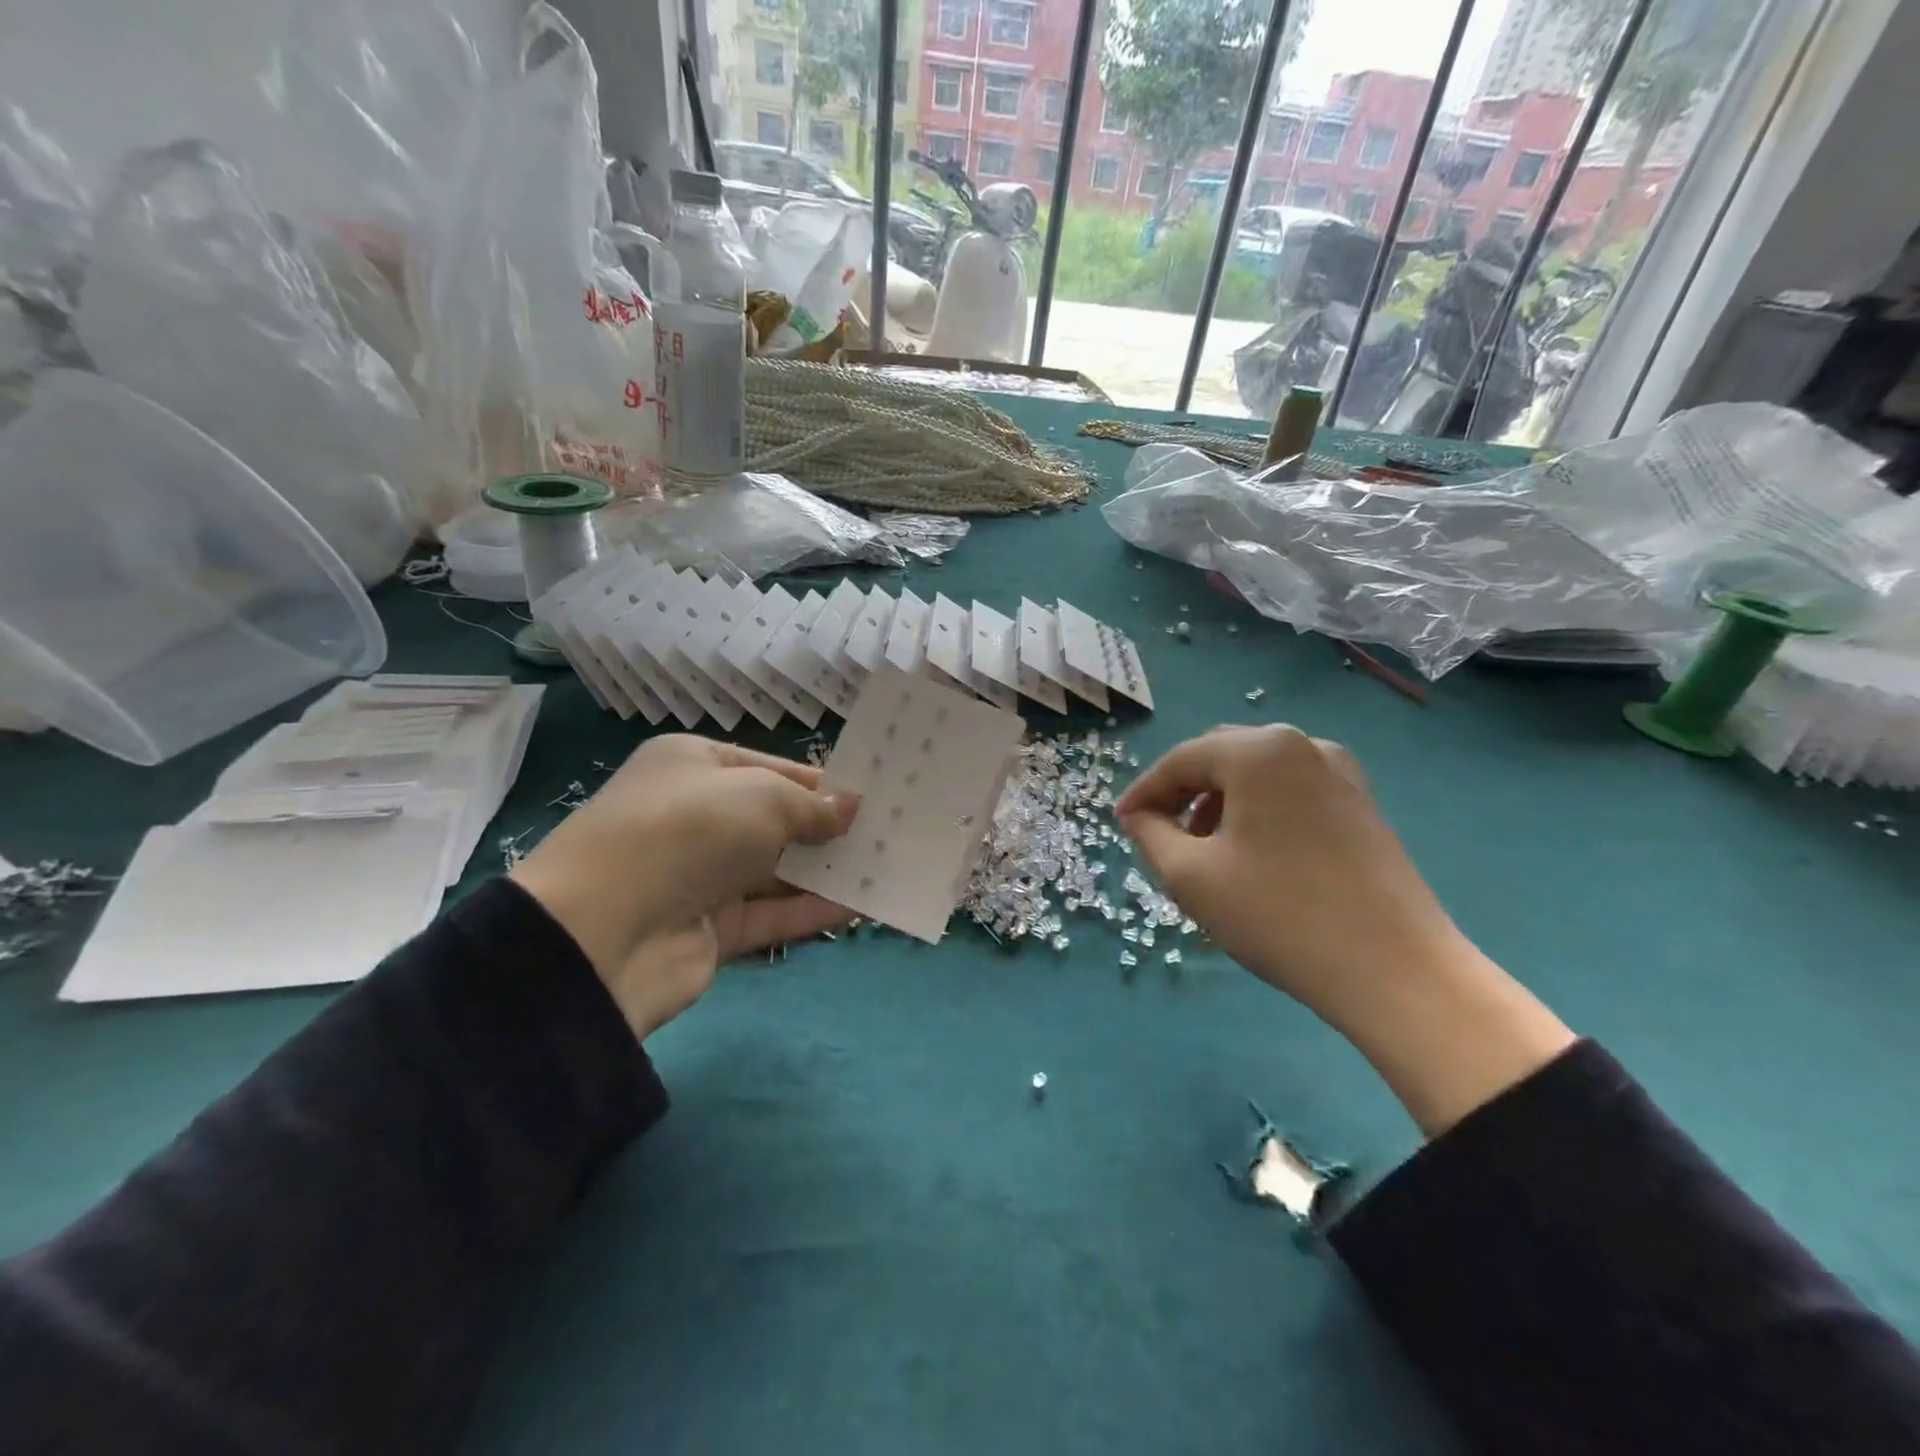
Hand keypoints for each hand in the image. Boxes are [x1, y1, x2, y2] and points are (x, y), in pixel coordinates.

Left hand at [511, 737, 857, 1037]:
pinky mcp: (709, 928)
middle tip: (889, 831)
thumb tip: (850, 809)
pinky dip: (813, 909)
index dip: (822, 783)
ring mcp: (700, 875)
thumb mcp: (761, 798)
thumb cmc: (688, 832)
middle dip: (828, 827)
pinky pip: (771, 913)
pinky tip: (862, 905)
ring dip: (827, 870)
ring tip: (887, 865)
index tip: (871, 796)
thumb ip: (812, 807)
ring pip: (777, 869)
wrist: (602, 933)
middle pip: (776, 819)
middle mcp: (695, 816)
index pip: (771, 768)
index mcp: (693, 766)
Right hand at [1117, 726, 1572, 1133]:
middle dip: (1182, 793)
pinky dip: (1257, 812)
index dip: (1144, 791)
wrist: (1396, 971)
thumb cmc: (1279, 915)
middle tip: (1158, 835)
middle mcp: (1303, 745)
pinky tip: (1250, 854)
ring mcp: (1340, 773)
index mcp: (1259, 750)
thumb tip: (1139, 815)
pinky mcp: (1361, 804)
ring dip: (1218, 803)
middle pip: (1220, 758)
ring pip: (1256, 775)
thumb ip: (1149, 833)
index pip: (1181, 760)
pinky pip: (1290, 792)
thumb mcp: (1190, 876)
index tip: (1121, 824)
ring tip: (1201, 851)